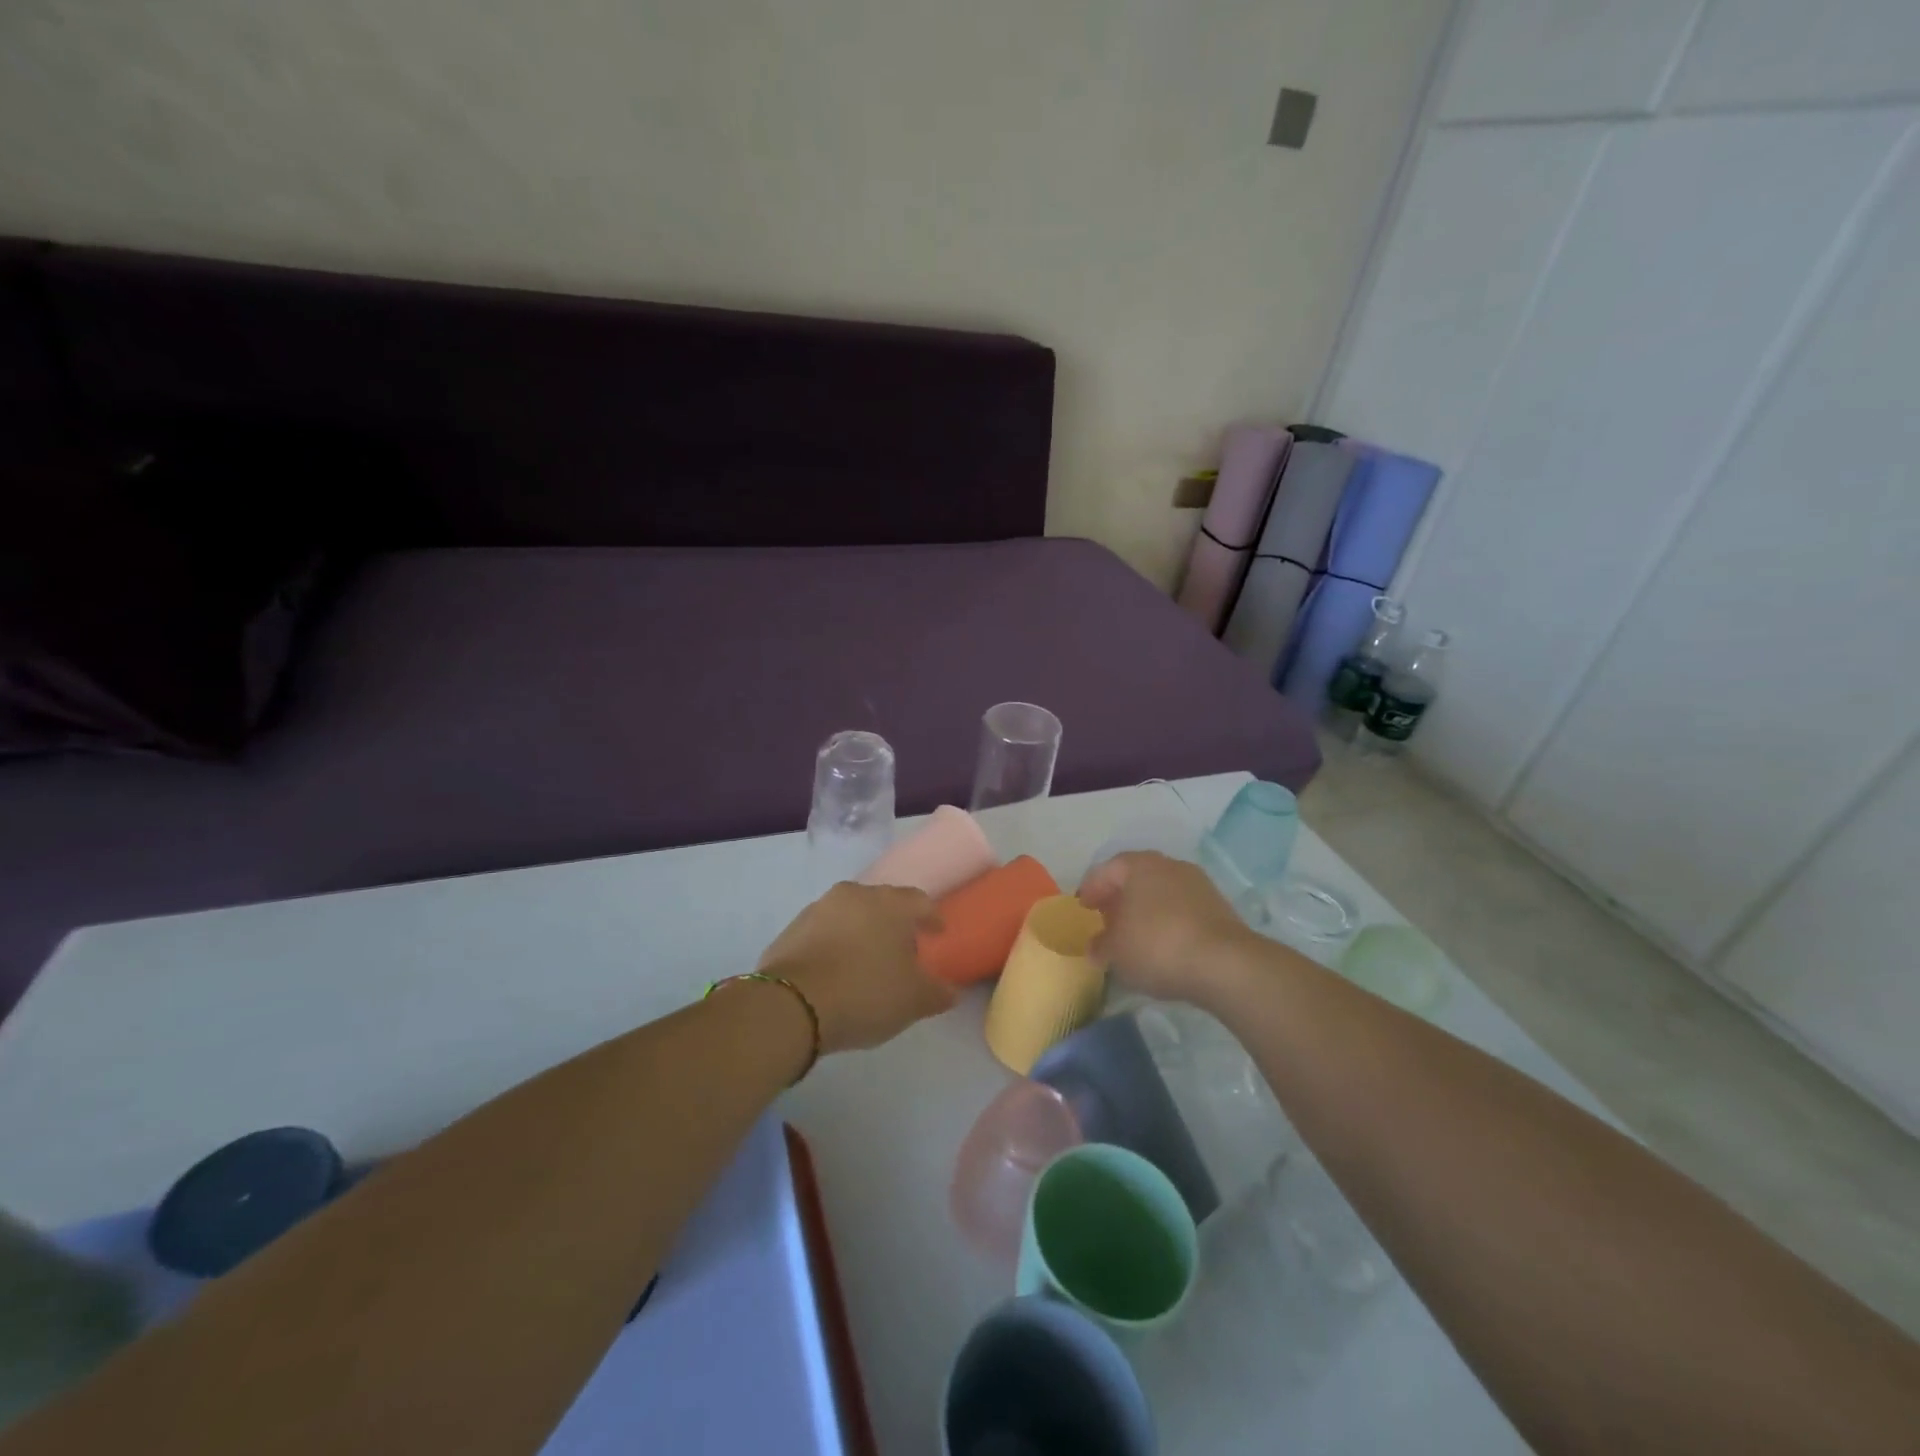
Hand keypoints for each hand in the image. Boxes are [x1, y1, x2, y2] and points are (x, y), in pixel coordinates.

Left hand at [756, 882, 954, 1053]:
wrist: (791, 1005)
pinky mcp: (791, 928)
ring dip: (860, 932)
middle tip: (901, 951)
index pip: (920, 901)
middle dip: (894, 924)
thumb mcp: (913, 1001)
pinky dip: (833, 945)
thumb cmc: (865, 993)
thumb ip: (937, 992)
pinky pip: (823, 932)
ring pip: (850, 915)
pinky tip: (835, 971)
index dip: (931, 918)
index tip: (937, 934)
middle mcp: (854, 895)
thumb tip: (950, 990)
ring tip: (865, 962)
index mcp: (890, 903)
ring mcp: (818, 908)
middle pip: (882, 904)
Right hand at [1077, 852, 1253, 1002]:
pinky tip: (1164, 944)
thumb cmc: (1157, 947)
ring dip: (1146, 909)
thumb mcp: (1116, 952)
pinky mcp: (1218, 906)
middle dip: (1119, 897)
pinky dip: (1168, 921)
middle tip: (1107, 919)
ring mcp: (1197, 884)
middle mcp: (1168, 865)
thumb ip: (1100, 946)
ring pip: (1161, 891)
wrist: (1225, 964)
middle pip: (1135, 877)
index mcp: (1138, 865)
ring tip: (1135, 935)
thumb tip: (1096, 946)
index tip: (1083, 909)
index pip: (1106, 870)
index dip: (1091, 889)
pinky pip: (1182, 908)